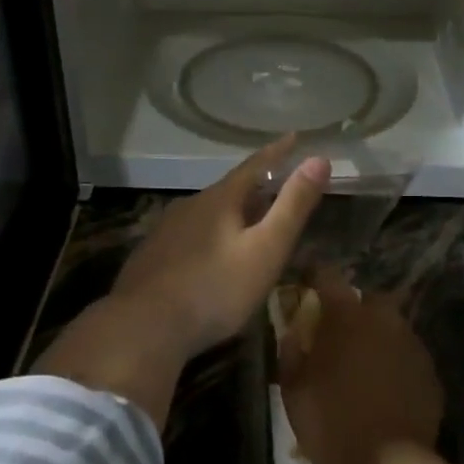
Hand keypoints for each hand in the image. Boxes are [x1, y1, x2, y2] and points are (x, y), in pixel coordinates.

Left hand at [110, 134, 330, 360]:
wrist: (144, 326)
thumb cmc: (215, 289)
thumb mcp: (265, 249)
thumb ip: (292, 207)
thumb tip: (319, 159)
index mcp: (219, 200)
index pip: (254, 166)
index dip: (277, 152)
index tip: (294, 137)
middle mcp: (189, 206)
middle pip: (228, 190)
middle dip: (254, 188)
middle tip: (275, 188)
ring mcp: (165, 231)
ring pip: (205, 214)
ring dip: (229, 214)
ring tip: (245, 224)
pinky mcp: (151, 257)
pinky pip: (187, 237)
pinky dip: (207, 237)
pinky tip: (208, 257)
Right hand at [277, 268, 444, 463]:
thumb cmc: (330, 422)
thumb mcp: (293, 389)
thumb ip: (291, 352)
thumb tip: (293, 332)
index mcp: (347, 317)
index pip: (329, 277)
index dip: (316, 277)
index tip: (307, 283)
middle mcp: (384, 320)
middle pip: (368, 299)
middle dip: (354, 309)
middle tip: (338, 333)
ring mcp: (412, 346)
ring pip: (392, 328)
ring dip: (376, 337)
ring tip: (362, 363)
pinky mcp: (430, 373)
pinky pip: (407, 356)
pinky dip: (394, 363)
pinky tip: (384, 388)